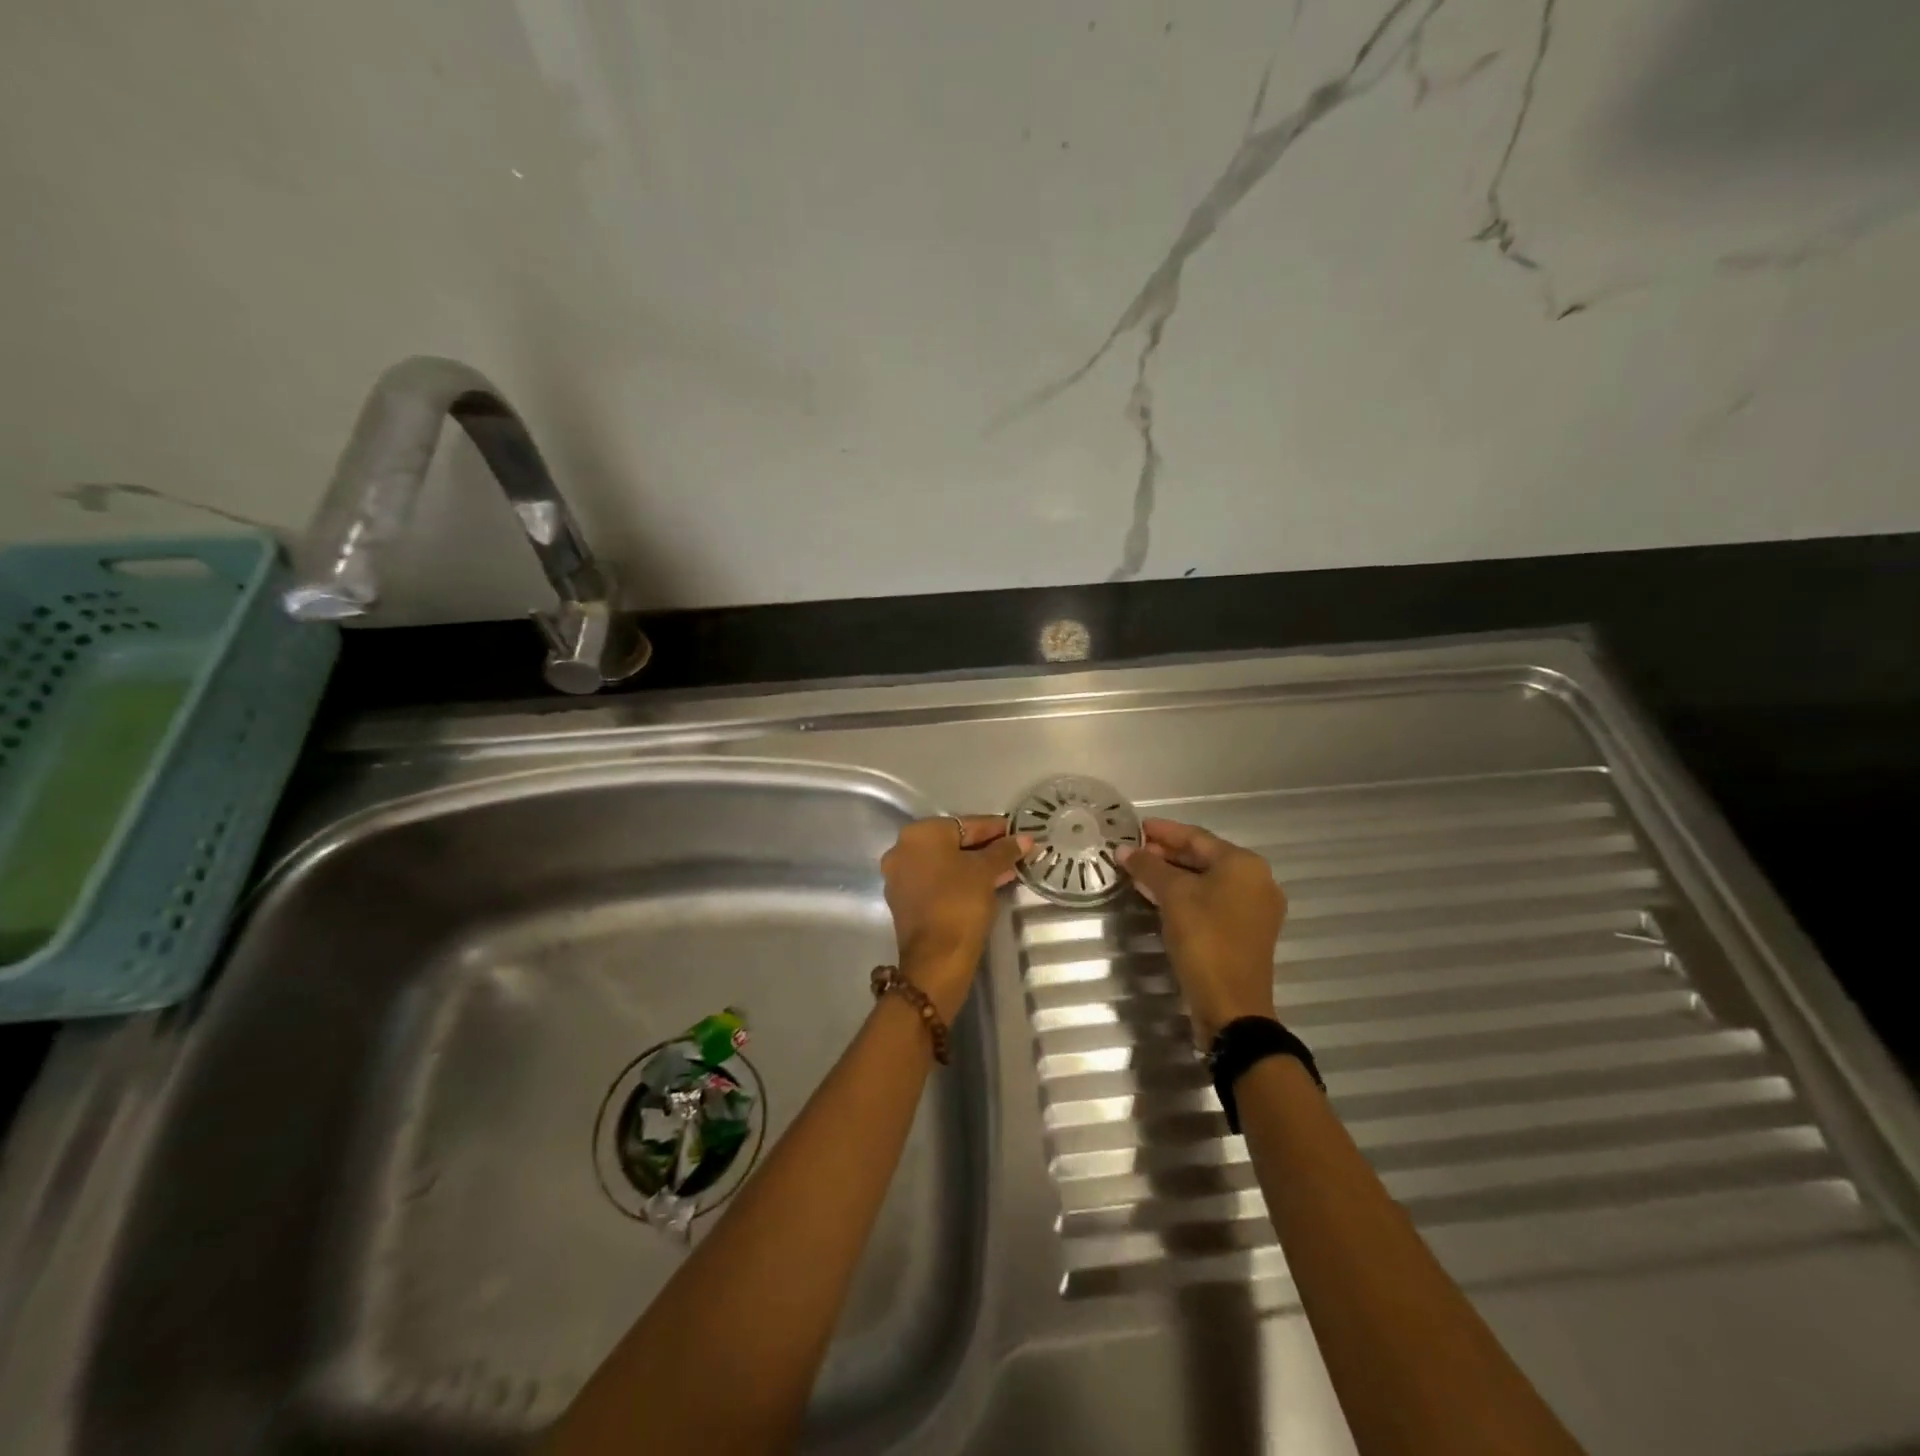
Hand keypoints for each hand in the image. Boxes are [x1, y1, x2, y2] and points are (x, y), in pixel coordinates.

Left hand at [881, 815, 1031, 1019]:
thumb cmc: (960, 903)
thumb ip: (1004, 850)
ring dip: (973, 865)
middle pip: (952, 842)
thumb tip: (1023, 839)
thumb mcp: (986, 872)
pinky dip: (958, 880)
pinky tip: (984, 886)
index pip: (965, 824)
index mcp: (919, 834)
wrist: (936, 958)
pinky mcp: (903, 900)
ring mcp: (899, 876)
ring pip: (944, 863)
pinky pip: (935, 880)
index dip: (995, 828)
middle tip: (1013, 853)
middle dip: (984, 848)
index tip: (1017, 833)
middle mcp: (902, 849)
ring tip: (1005, 871)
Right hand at [1119, 818, 1285, 1043]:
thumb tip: (1123, 850)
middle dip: (1166, 853)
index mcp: (1244, 864)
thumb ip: (1148, 867)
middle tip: (1133, 851)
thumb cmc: (1204, 939)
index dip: (1163, 831)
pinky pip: (1212, 901)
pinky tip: (1159, 897)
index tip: (1135, 827)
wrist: (1231, 1005)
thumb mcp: (1173, 896)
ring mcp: (1254, 908)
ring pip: (1207, 880)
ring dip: (1173, 875)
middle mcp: (1256, 880)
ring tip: (1139, 872)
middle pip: (1204, 857)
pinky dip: (1186, 895)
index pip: (1196, 836)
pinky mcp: (1246, 931)